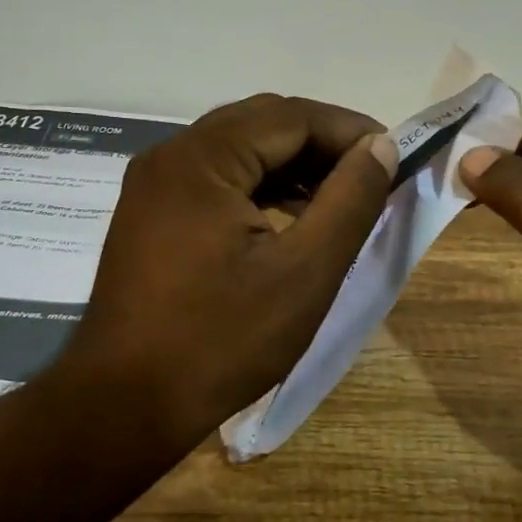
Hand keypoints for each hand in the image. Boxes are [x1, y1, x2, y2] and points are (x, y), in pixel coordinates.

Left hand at [63, 94, 398, 447]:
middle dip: (323, 145)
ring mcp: (154, 185)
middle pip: (262, 125)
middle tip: (372, 177)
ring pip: (240, 152)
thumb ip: (349, 201)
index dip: (350, 131)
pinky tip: (291, 221)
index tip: (396, 158)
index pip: (291, 116)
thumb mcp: (304, 273)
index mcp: (201, 159)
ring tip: (340, 201)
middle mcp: (171, 156)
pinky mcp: (151, 215)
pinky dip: (260, 189)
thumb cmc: (221, 341)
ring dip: (293, 167)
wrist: (125, 405)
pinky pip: (217, 181)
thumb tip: (381, 147)